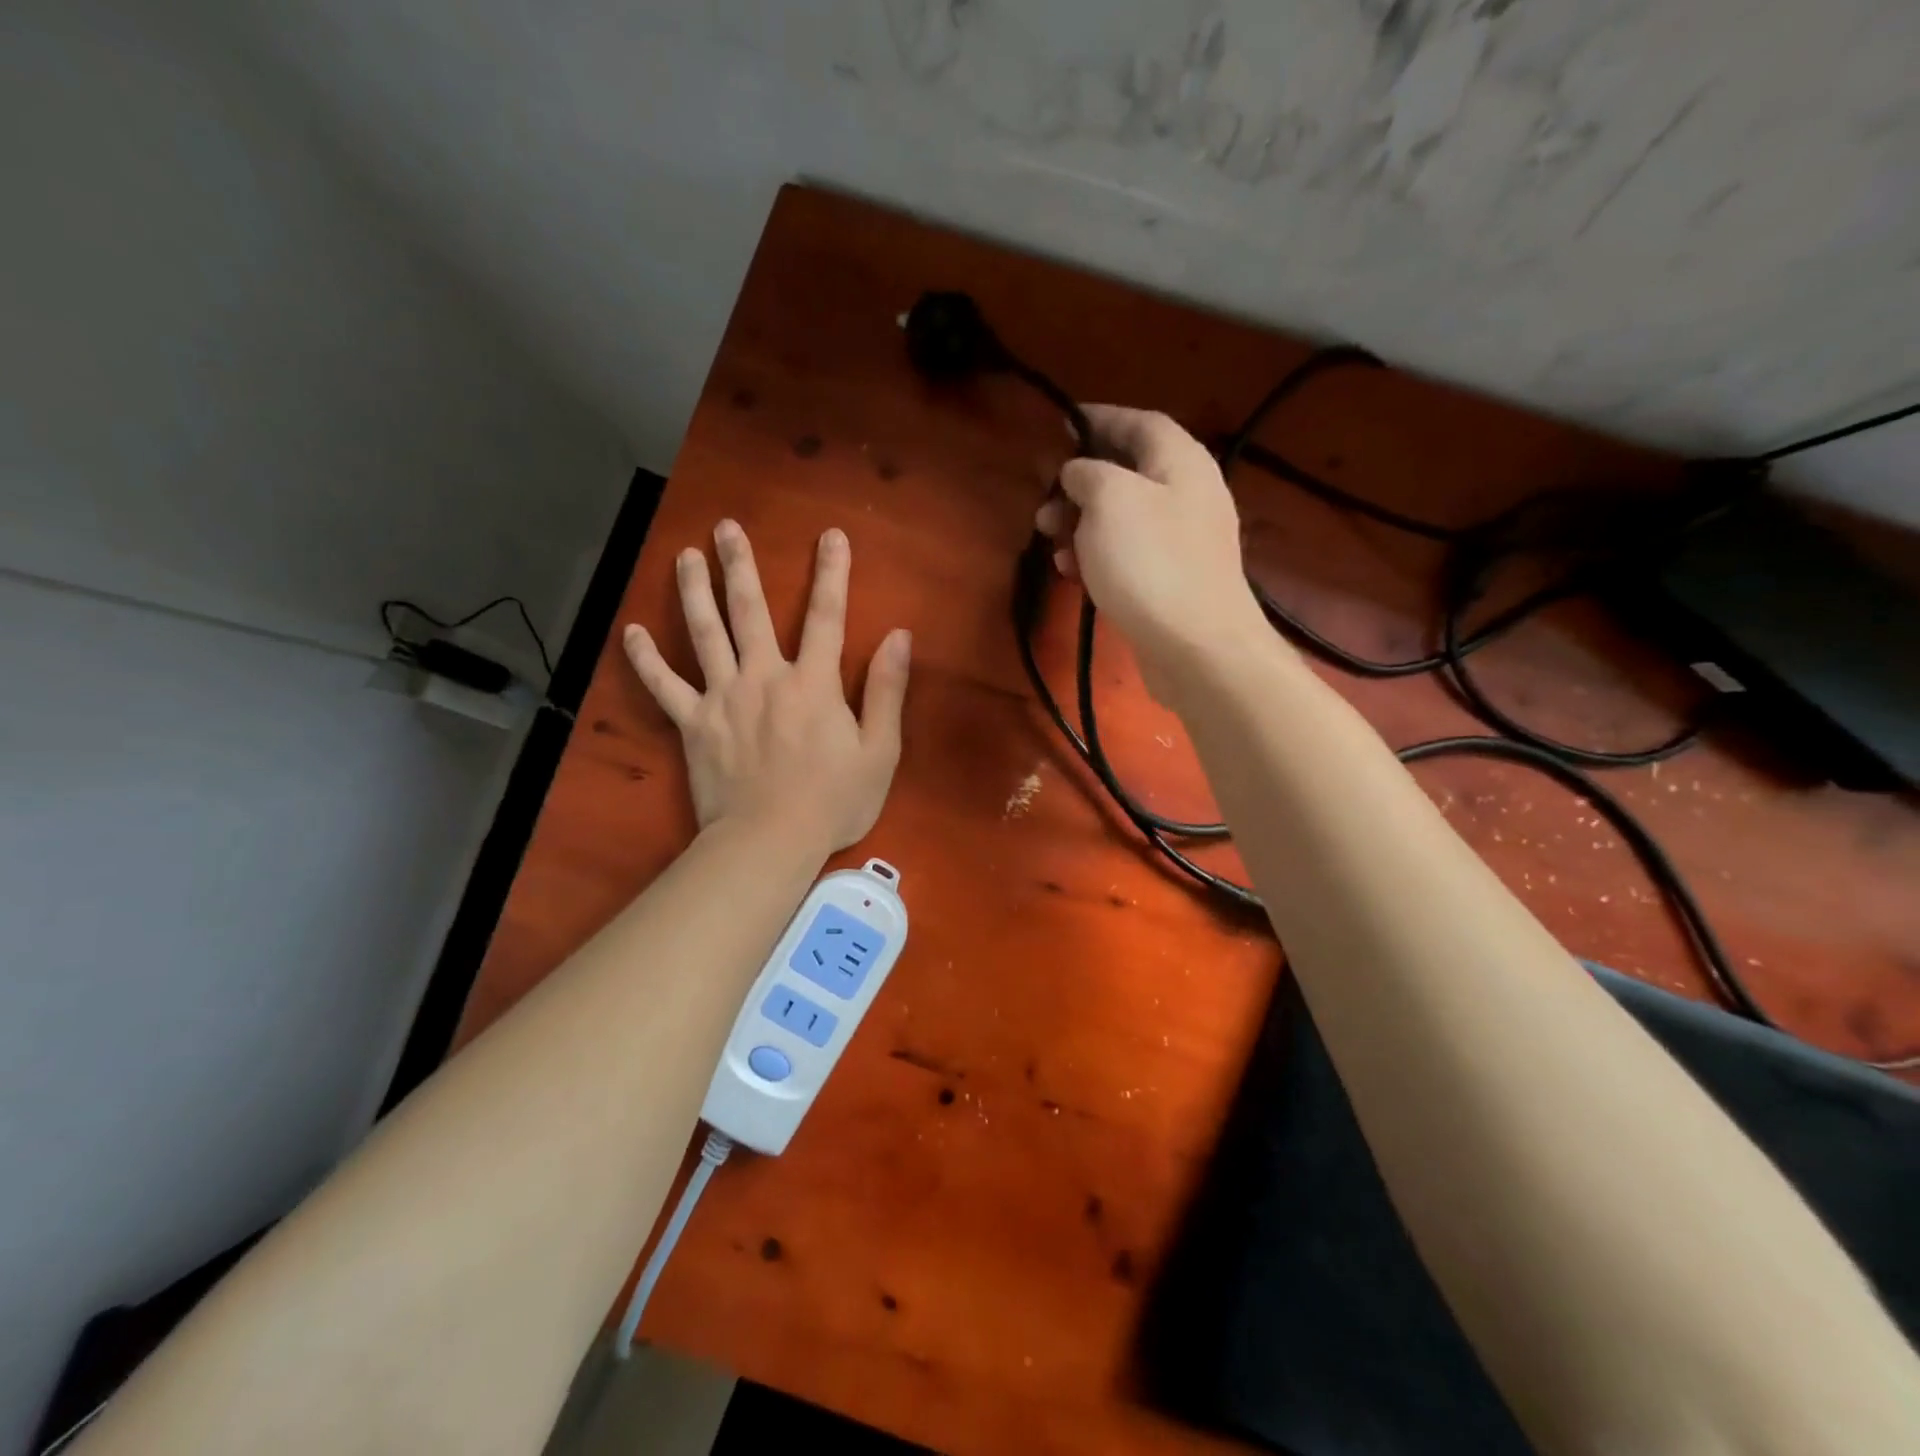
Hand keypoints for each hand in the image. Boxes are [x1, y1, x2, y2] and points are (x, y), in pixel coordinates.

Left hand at [623, 520, 910, 852]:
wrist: (770, 841)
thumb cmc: (832, 801)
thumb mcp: (879, 750)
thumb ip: (885, 690)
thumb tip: (898, 636)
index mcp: (813, 683)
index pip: (825, 617)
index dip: (831, 574)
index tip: (830, 535)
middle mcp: (764, 677)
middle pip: (750, 612)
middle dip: (741, 566)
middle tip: (726, 528)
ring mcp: (723, 698)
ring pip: (704, 634)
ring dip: (695, 592)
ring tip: (686, 556)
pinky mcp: (693, 724)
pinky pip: (664, 686)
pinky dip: (646, 660)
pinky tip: (632, 633)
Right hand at [1036, 405, 1268, 692]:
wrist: (1195, 647)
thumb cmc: (1150, 563)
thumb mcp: (1110, 500)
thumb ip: (1089, 473)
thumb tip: (1078, 471)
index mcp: (1181, 463)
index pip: (1140, 423)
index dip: (1100, 418)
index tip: (1061, 424)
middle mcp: (1187, 496)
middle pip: (1127, 473)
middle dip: (1080, 484)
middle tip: (1044, 502)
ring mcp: (1181, 543)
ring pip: (1122, 519)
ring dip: (1080, 524)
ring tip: (1048, 539)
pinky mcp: (1169, 582)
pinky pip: (1127, 555)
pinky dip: (1096, 556)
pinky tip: (1069, 571)